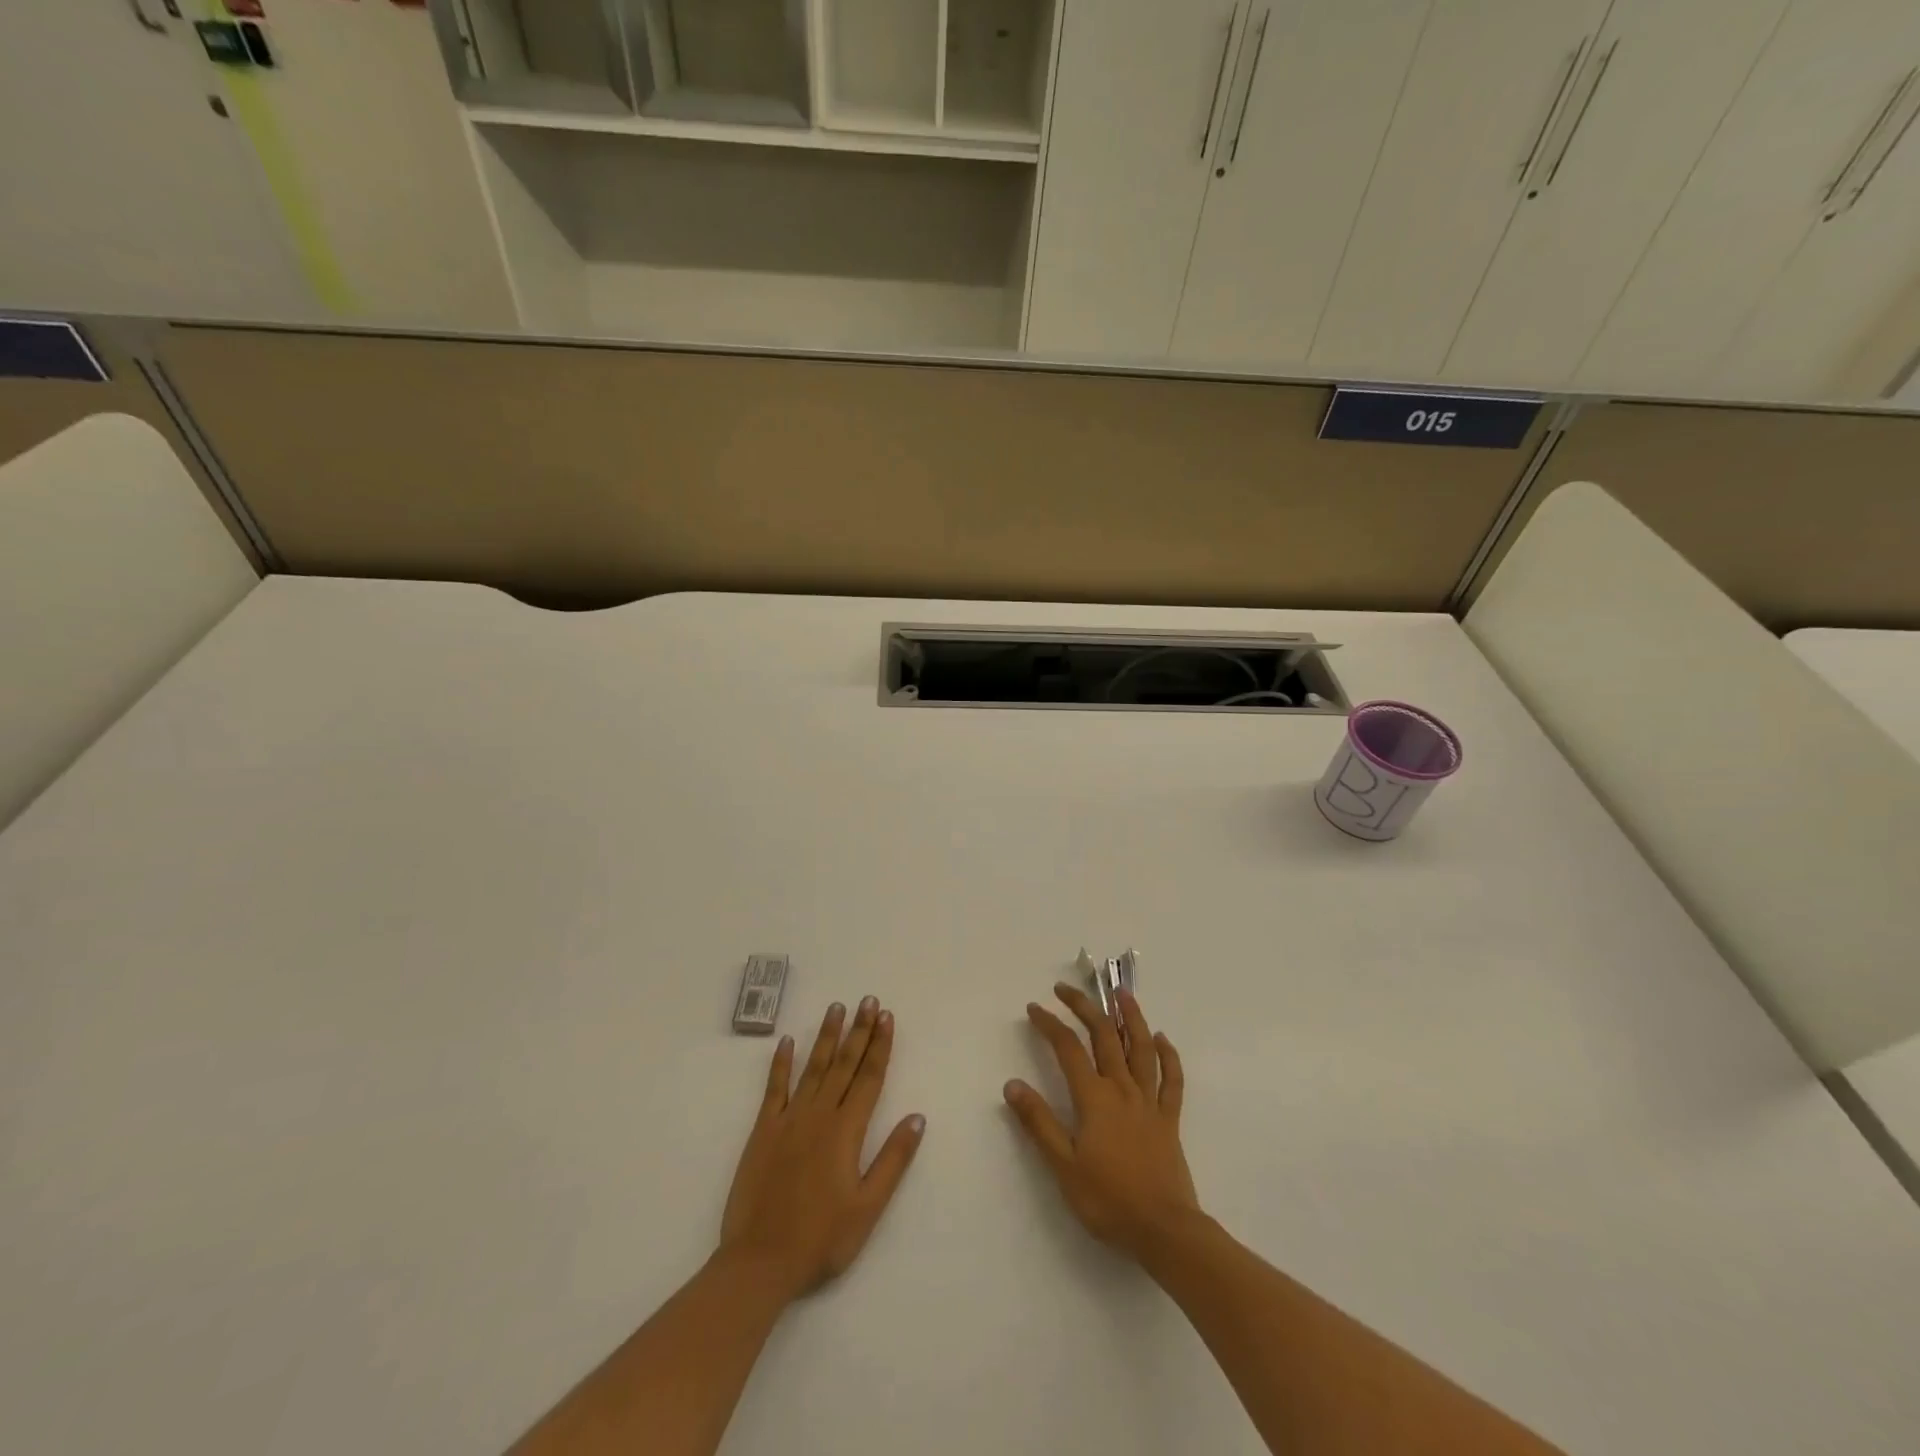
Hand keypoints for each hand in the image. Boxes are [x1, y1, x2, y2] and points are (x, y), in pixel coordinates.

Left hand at [720, 997, 925, 1301]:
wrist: (759, 1262)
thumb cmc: (821, 1239)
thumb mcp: (868, 1207)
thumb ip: (893, 1159)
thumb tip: (917, 1117)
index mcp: (847, 1131)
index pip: (869, 1077)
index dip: (880, 1045)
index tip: (887, 1016)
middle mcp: (819, 1115)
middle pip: (844, 1064)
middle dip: (858, 1030)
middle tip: (868, 1000)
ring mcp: (788, 1120)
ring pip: (813, 1067)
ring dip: (826, 1036)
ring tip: (836, 1008)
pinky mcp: (763, 1131)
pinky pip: (774, 1088)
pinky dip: (781, 1063)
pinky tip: (787, 1041)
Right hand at [1004, 984, 1197, 1260]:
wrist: (1164, 1230)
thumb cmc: (1108, 1200)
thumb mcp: (1063, 1166)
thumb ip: (1038, 1122)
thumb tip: (1012, 1084)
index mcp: (1094, 1098)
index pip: (1067, 1049)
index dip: (1049, 1024)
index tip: (1034, 1008)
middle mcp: (1122, 1089)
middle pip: (1103, 1036)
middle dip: (1083, 1007)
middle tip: (1065, 989)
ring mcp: (1149, 1101)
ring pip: (1141, 1048)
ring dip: (1130, 1017)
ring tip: (1122, 993)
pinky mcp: (1169, 1119)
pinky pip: (1171, 1079)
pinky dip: (1168, 1055)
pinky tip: (1161, 1038)